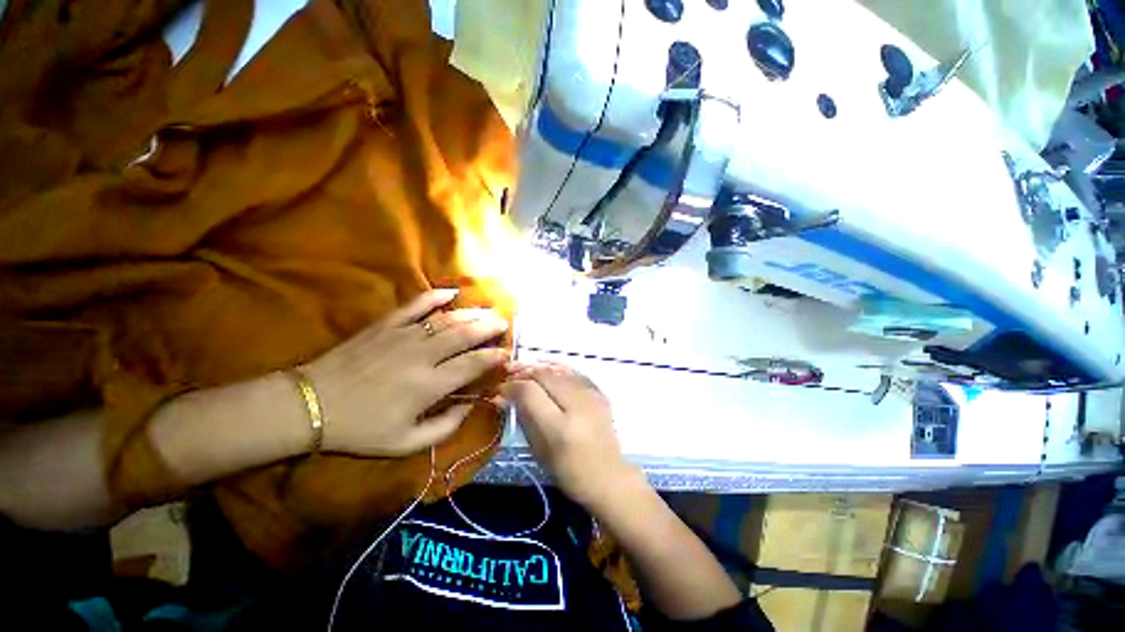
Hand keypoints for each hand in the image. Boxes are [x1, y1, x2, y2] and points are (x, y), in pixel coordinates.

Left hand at [302, 288, 508, 455]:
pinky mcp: (387, 325)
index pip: (473, 364)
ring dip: (472, 314)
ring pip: (447, 319)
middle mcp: (422, 355)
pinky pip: (415, 305)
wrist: (311, 405)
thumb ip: (446, 427)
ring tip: (489, 311)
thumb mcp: (406, 443)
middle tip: (504, 323)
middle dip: (489, 327)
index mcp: (429, 385)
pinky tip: (452, 292)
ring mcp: (404, 335)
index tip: (506, 354)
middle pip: (466, 334)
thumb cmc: (361, 429)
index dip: (494, 357)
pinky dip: (435, 296)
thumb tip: (472, 405)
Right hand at [502, 362, 640, 507]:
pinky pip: (574, 372)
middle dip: (524, 371)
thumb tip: (503, 395)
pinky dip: (557, 368)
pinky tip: (547, 367)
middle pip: (545, 375)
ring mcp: (592, 397)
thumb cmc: (567, 470)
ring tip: (524, 368)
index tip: (501, 388)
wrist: (607, 475)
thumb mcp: (538, 449)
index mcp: (559, 428)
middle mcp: (577, 406)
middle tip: (509, 373)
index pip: (530, 392)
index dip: (513, 385)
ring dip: (539, 367)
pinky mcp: (600, 393)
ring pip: (559, 370)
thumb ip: (522, 417)